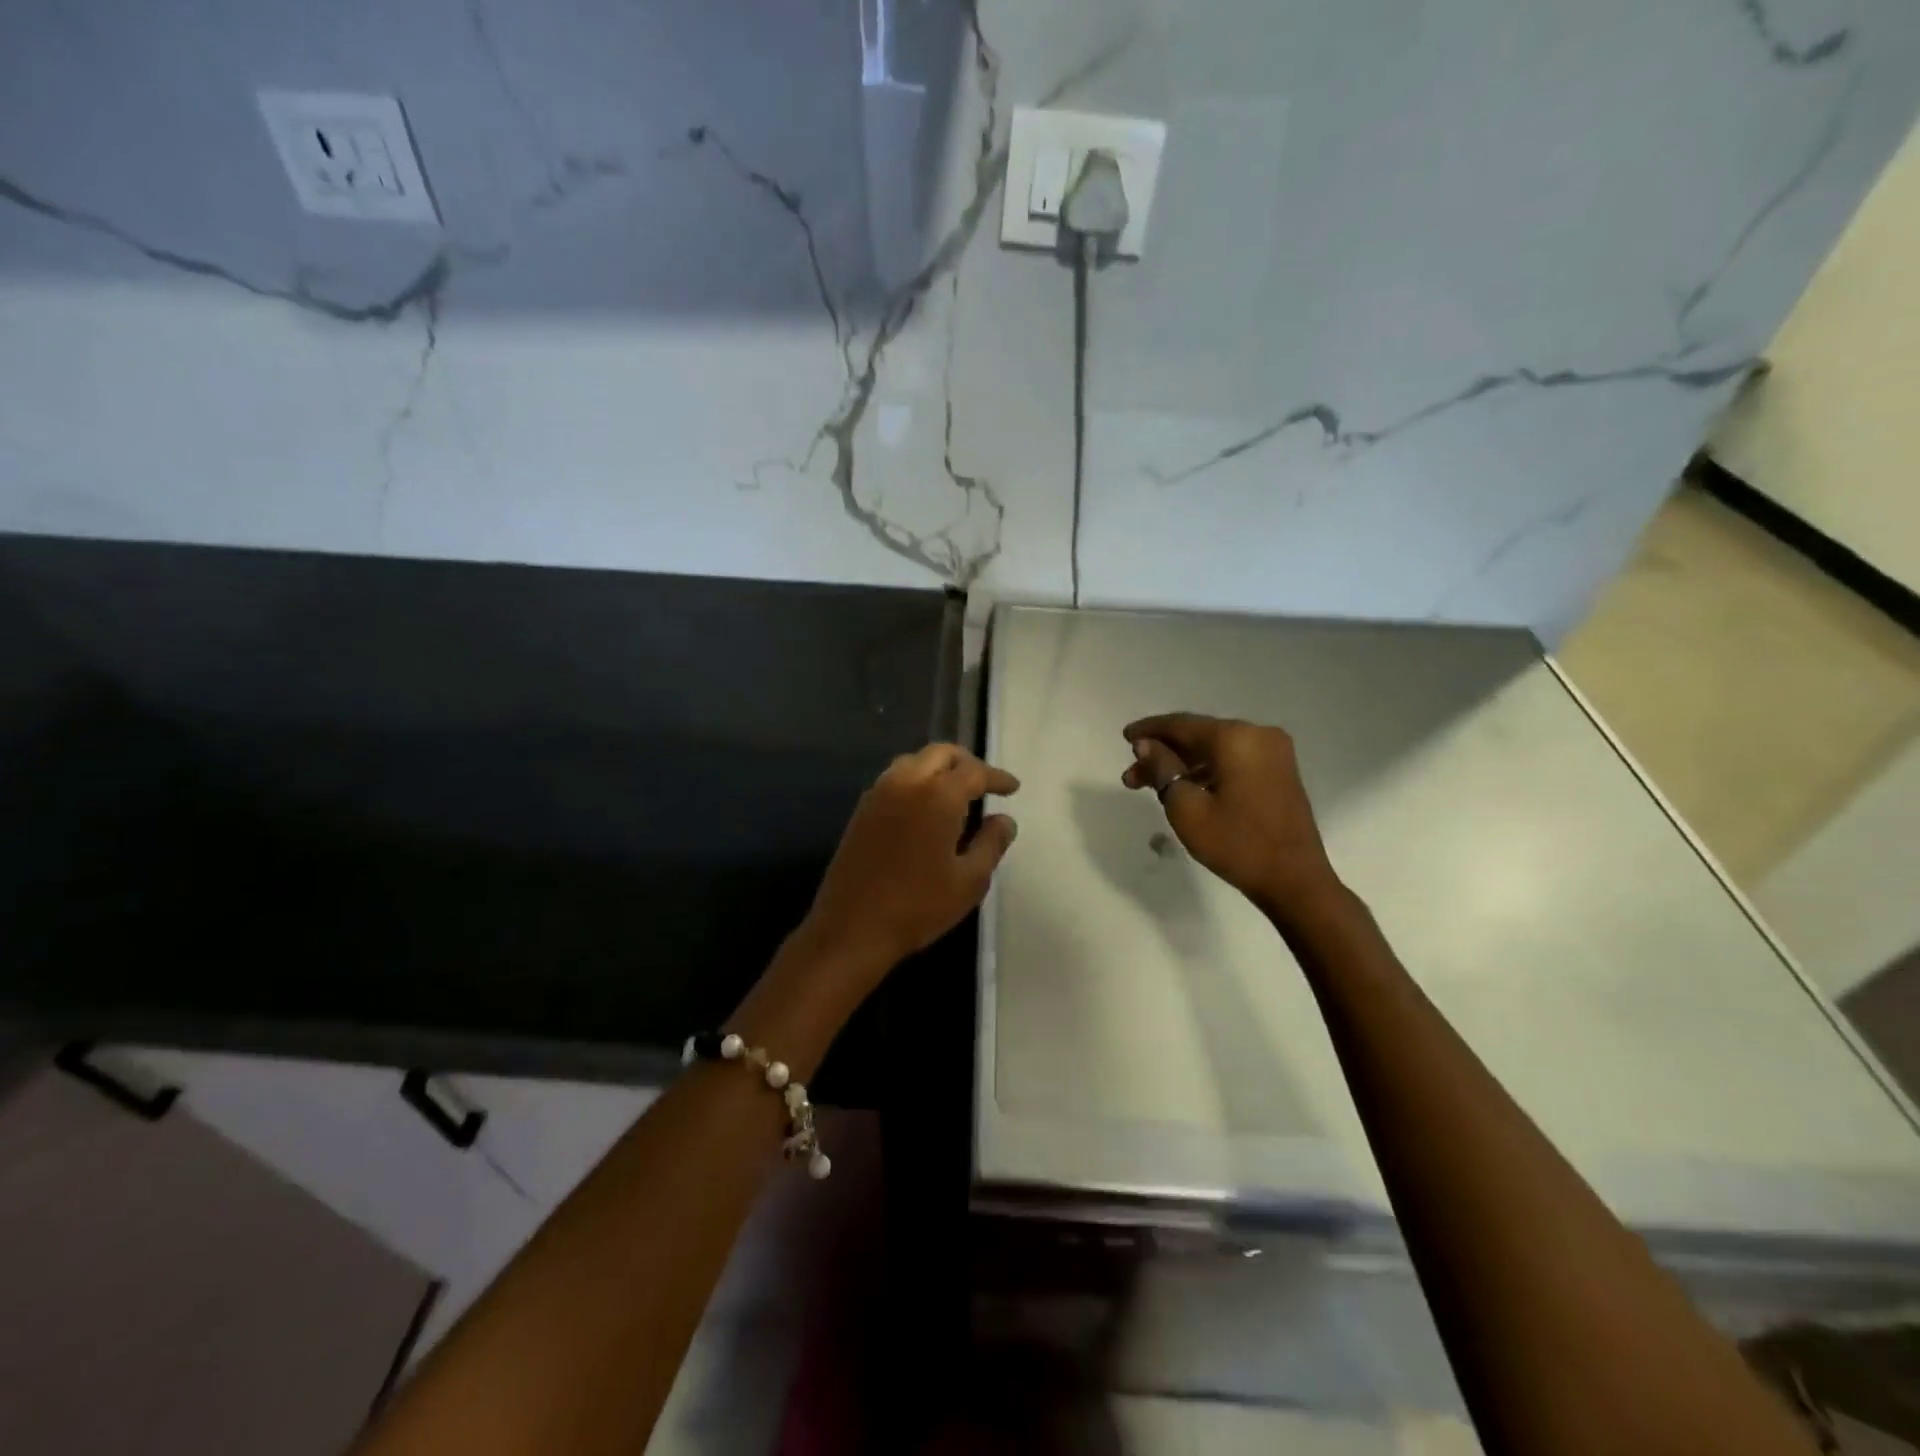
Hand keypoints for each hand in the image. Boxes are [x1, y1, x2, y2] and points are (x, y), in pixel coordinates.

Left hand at [800, 743, 1019, 987]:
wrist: (852, 928)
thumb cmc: (918, 906)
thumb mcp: (969, 881)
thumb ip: (992, 844)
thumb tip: (1004, 820)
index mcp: (937, 795)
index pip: (974, 772)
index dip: (997, 777)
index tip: (1013, 788)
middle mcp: (906, 783)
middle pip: (941, 754)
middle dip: (967, 763)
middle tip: (985, 785)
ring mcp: (879, 794)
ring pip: (914, 762)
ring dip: (939, 768)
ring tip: (956, 795)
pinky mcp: (862, 810)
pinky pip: (895, 779)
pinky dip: (916, 781)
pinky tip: (925, 809)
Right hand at [1122, 712, 1340, 926]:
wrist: (1295, 881)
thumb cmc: (1236, 844)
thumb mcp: (1186, 808)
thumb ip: (1162, 769)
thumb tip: (1146, 745)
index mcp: (1236, 738)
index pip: (1181, 724)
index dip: (1149, 730)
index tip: (1124, 737)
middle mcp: (1258, 734)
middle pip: (1198, 736)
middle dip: (1163, 754)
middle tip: (1131, 776)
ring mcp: (1274, 753)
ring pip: (1215, 749)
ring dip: (1183, 765)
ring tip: (1152, 788)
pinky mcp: (1279, 772)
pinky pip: (1234, 760)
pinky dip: (1207, 771)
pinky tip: (1185, 789)